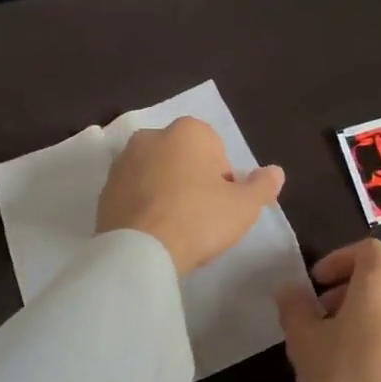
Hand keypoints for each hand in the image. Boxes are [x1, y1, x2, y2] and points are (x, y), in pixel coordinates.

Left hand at [95, 117, 284, 277]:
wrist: (141, 250)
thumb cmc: (199, 219)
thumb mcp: (244, 206)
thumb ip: (263, 186)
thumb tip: (275, 172)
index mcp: (188, 131)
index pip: (215, 151)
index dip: (223, 180)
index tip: (222, 205)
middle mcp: (151, 136)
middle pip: (182, 159)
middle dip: (192, 181)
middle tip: (201, 217)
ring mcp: (123, 162)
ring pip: (156, 174)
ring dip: (166, 192)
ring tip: (175, 227)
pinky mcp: (104, 189)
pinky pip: (133, 194)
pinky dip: (143, 206)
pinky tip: (153, 232)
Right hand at [277, 238, 380, 381]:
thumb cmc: (345, 374)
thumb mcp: (304, 340)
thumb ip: (294, 307)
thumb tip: (290, 290)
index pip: (365, 249)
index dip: (339, 260)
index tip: (317, 284)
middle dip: (354, 287)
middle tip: (328, 313)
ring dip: (377, 309)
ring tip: (353, 340)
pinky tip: (379, 361)